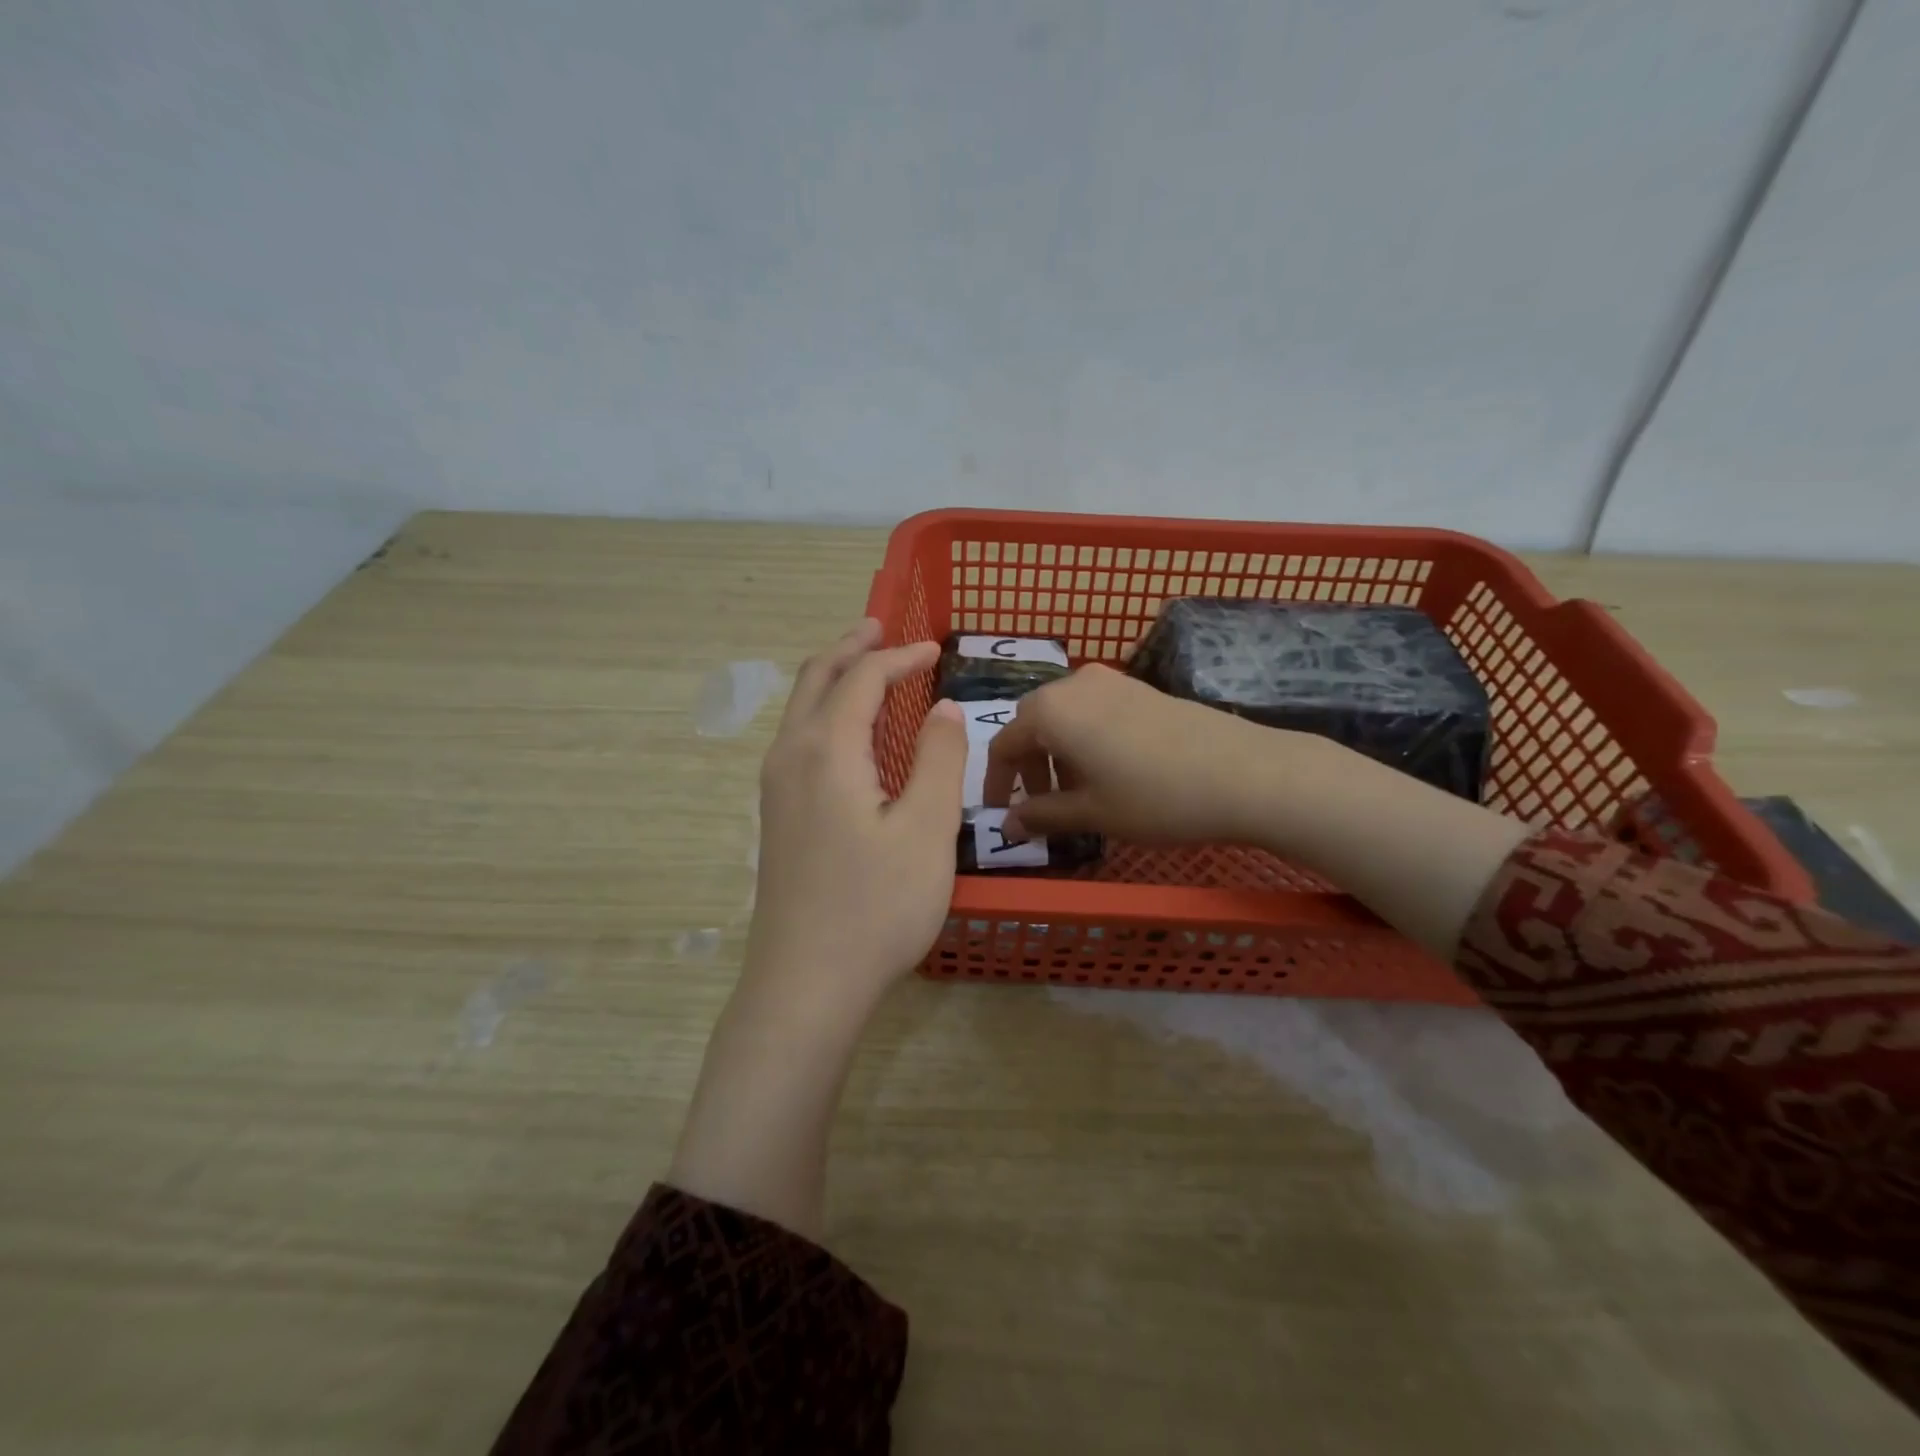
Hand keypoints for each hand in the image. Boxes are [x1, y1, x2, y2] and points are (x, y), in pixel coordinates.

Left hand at [746, 619, 967, 1017]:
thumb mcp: (926, 830)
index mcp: (826, 750)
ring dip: (833, 679)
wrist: (805, 984)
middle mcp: (790, 756)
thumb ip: (938, 759)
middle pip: (816, 680)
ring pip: (800, 710)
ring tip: (865, 667)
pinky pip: (798, 739)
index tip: (934, 649)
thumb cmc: (875, 907)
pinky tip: (848, 734)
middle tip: (881, 628)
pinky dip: (825, 713)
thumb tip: (942, 708)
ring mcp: (775, 788)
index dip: (899, 657)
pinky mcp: (776, 817)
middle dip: (850, 649)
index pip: (862, 679)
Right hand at [985, 662, 1528, 959]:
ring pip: (1064, 716)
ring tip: (1076, 794)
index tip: (998, 814)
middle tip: (1038, 805)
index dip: (996, 783)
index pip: (1004, 744)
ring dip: (1057, 754)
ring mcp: (1111, 681)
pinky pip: (1093, 711)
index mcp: (1051, 711)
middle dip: (1028, 766)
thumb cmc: (1156, 798)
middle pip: (1032, 724)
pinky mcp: (1141, 688)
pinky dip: (1085, 740)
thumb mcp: (1092, 813)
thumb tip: (1006, 825)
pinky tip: (1109, 772)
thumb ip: (1041, 815)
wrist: (1245, 773)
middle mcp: (1073, 685)